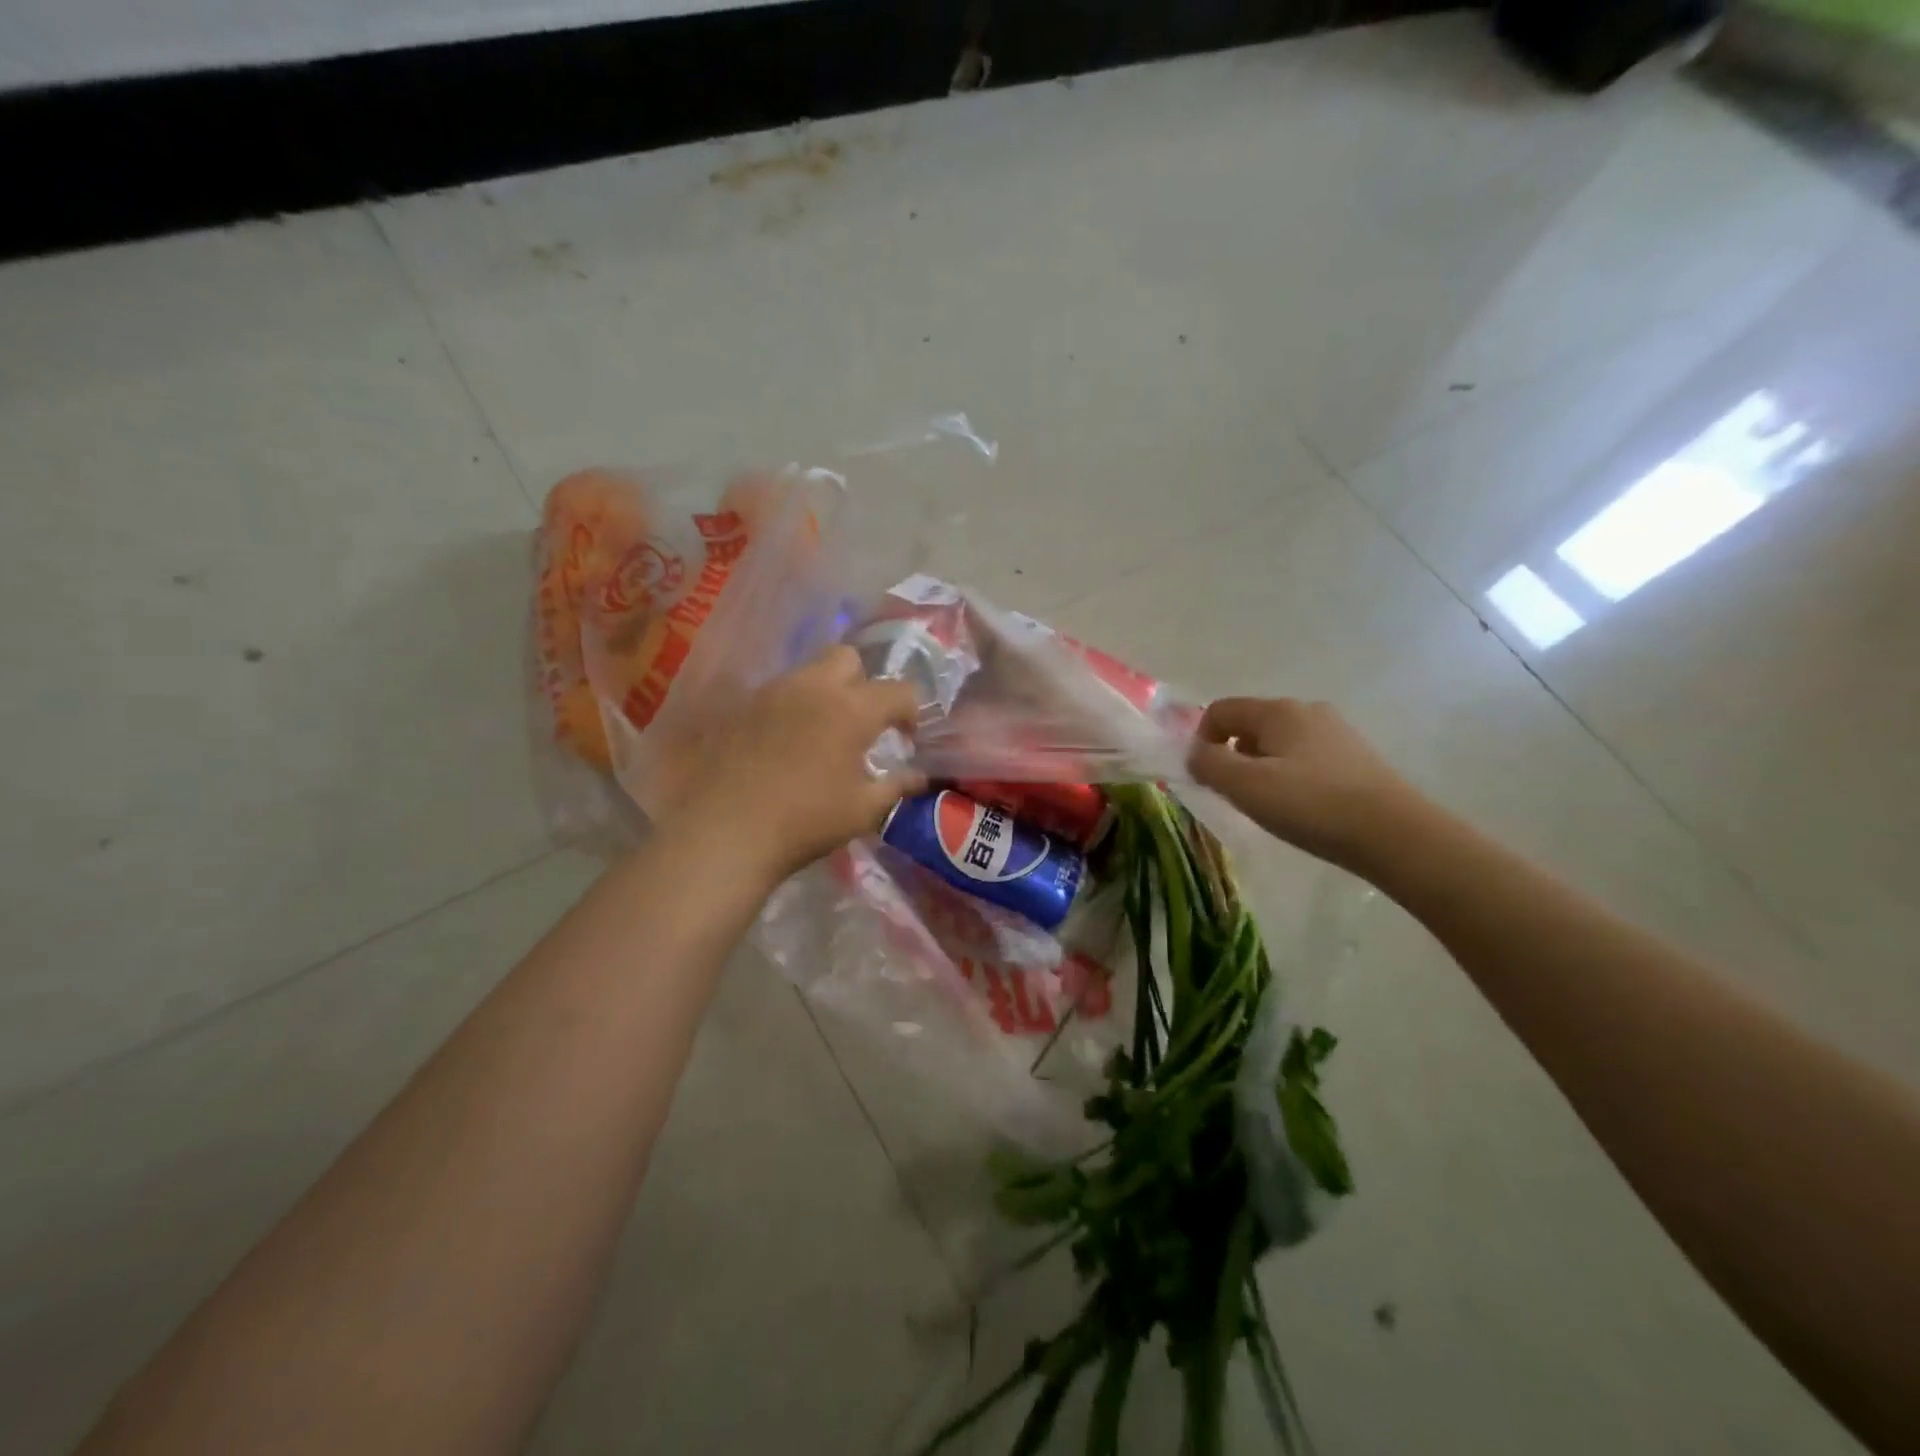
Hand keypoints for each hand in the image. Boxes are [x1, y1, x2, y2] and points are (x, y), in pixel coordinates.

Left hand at [662, 646, 925, 888]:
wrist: (724, 832)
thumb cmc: (805, 821)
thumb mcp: (863, 811)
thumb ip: (897, 787)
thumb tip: (920, 778)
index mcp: (852, 708)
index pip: (899, 690)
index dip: (912, 712)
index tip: (908, 739)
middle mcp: (813, 687)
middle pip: (848, 658)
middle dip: (864, 682)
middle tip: (863, 722)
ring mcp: (771, 694)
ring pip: (808, 673)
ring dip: (826, 694)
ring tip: (824, 735)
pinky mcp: (741, 709)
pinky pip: (777, 695)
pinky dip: (792, 710)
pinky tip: (787, 746)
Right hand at [1187, 697, 1424, 875]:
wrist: (1395, 834)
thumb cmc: (1311, 805)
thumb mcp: (1246, 786)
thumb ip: (1209, 764)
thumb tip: (1195, 752)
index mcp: (1278, 711)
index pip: (1220, 710)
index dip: (1201, 740)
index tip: (1205, 777)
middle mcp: (1307, 711)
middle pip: (1250, 725)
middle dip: (1232, 756)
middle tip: (1236, 795)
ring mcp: (1336, 732)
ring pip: (1278, 743)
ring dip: (1261, 769)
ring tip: (1270, 805)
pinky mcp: (1355, 757)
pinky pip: (1305, 758)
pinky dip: (1290, 776)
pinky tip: (1302, 807)